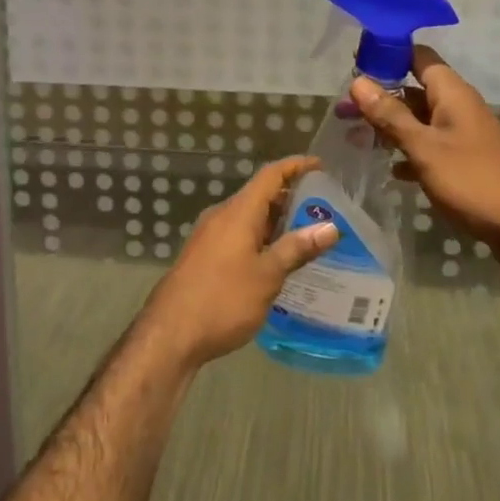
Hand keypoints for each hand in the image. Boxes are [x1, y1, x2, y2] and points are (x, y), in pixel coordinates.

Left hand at [137, 155, 337, 367]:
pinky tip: (276, 261)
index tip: (320, 166)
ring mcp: (209, 236)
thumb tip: (330, 227)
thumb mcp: (267, 275)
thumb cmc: (223, 300)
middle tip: (323, 209)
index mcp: (238, 212)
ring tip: (307, 235)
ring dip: (276, 222)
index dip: (296, 166)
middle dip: (290, 198)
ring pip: (248, 217)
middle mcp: (222, 216)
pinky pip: (238, 235)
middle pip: (259, 195)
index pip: (270, 175)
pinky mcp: (204, 256)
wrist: (169, 334)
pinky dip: (261, 238)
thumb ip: (297, 248)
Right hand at [347, 46, 499, 276]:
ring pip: (420, 120)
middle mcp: (459, 107)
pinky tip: (390, 170)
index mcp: (452, 93)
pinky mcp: (466, 162)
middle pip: (414, 89)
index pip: (417, 56)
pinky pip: (431, 146)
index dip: (387, 54)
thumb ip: (391, 115)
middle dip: (380, 97)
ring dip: (391, 126)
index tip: (354, 63)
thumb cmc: (473, 181)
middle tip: (343, 110)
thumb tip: (358, 82)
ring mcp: (464, 135)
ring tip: (355, 137)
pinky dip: (409, 152)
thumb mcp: (424, 147)